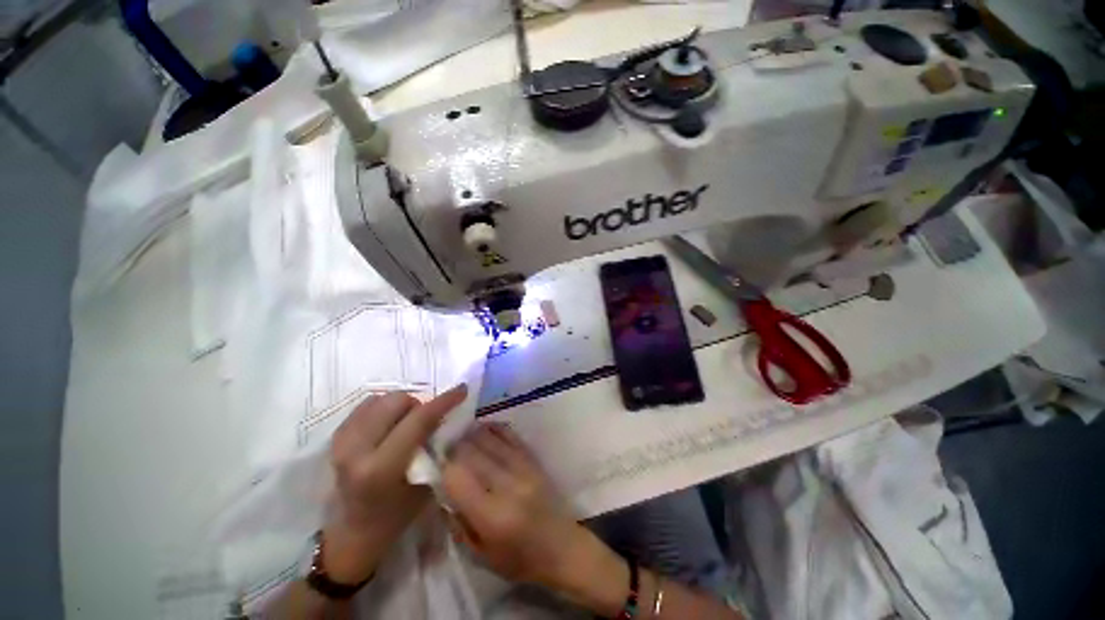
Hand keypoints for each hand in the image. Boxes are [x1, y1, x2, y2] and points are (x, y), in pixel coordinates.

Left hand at [322, 385, 467, 583]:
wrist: (350, 534)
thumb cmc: (394, 517)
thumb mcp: (426, 487)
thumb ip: (435, 449)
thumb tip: (445, 419)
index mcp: (381, 468)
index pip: (418, 420)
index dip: (443, 401)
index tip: (461, 390)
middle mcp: (357, 449)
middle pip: (397, 401)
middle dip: (418, 406)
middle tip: (425, 424)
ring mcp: (342, 441)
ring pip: (382, 398)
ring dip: (401, 406)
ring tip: (405, 425)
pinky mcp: (336, 437)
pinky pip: (367, 404)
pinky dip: (384, 408)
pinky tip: (389, 425)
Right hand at [442, 424, 627, 608]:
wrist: (561, 547)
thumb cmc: (518, 559)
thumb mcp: (480, 554)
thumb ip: (458, 522)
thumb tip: (443, 489)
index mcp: (492, 516)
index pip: (459, 479)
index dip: (444, 468)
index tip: (436, 465)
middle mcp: (508, 486)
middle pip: (473, 454)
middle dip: (455, 447)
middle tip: (445, 446)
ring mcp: (523, 469)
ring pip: (491, 440)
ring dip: (473, 434)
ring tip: (461, 434)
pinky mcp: (533, 461)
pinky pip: (512, 437)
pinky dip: (496, 429)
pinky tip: (485, 427)